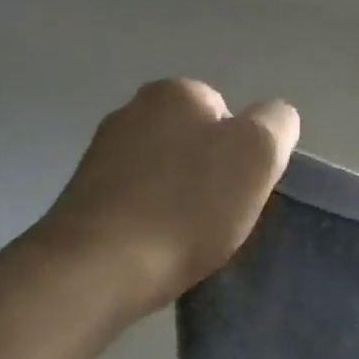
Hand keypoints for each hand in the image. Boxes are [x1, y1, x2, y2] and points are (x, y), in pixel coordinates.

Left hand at [36, 78, 299, 318]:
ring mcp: (100, 152)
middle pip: (193, 143)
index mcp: (175, 92)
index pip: (229, 115)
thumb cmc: (188, 208)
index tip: (241, 194)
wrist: (99, 266)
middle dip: (208, 175)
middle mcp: (131, 110)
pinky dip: (147, 219)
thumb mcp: (258, 154)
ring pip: (162, 172)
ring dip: (177, 199)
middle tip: (218, 219)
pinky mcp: (82, 195)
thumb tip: (272, 119)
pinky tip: (152, 247)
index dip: (244, 156)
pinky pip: (133, 201)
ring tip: (183, 240)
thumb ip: (276, 124)